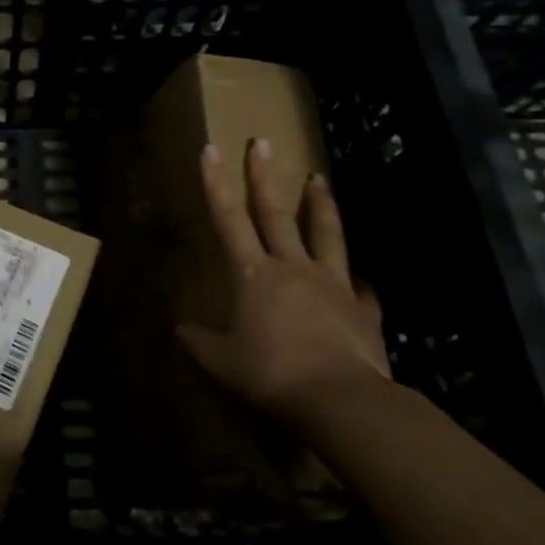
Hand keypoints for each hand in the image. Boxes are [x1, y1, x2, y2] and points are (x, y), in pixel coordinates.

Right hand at [180, 139, 390, 421]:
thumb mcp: (224, 363)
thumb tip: (180, 330)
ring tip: (320, 178)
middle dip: (265, 176)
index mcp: (254, 274)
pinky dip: (359, 281)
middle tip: (263, 142)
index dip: (216, 183)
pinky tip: (362, 279)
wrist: (342, 402)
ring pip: (326, 234)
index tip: (211, 150)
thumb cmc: (273, 375)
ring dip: (321, 205)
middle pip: (275, 212)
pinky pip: (361, 288)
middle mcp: (292, 267)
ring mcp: (332, 284)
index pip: (228, 219)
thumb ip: (202, 343)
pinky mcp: (364, 309)